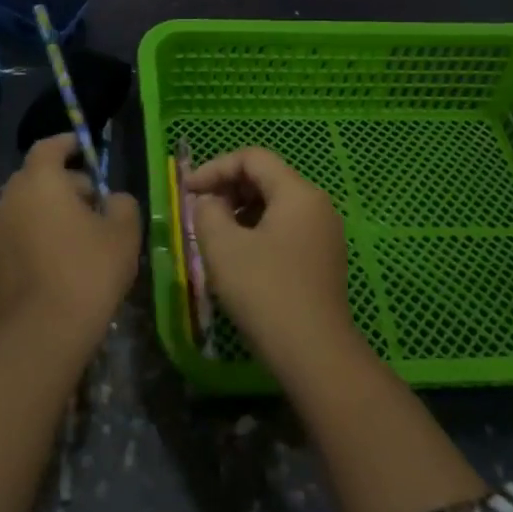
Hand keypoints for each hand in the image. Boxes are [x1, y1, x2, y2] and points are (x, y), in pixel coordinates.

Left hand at [0, 135, 139, 355]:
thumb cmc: (88, 270)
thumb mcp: (123, 232)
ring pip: (26, 206)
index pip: (49, 146)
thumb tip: (113, 199)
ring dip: (49, 210)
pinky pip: (17, 233)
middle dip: (64, 182)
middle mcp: (11, 197)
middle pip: (37, 177)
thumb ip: (122, 203)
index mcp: (40, 180)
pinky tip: (58, 259)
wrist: (41, 333)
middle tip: (93, 201)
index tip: (85, 149)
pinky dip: (36, 235)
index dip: (68, 144)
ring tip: (80, 234)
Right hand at [187, 147, 355, 371]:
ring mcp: (325, 234)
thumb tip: (210, 202)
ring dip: (241, 211)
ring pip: (276, 205)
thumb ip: (207, 211)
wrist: (313, 353)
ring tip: (215, 235)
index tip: (188, 191)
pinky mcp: (324, 259)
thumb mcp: (222, 246)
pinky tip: (240, 256)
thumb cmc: (264, 290)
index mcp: (298, 193)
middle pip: (267, 177)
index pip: (252, 158)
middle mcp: (317, 205)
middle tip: (199, 211)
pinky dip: (258, 230)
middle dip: (228, 188)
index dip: (215, 168)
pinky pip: (286, 228)